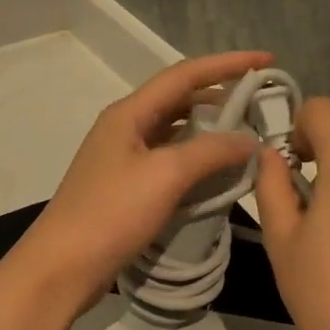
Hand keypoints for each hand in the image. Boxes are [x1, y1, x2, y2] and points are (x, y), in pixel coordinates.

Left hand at [7, 52, 271, 318]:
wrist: (61, 268)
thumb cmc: (110, 214)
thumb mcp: (165, 175)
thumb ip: (210, 151)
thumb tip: (249, 139)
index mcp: (128, 113)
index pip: (184, 75)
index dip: (227, 64)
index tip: (267, 61)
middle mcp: (125, 128)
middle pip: (179, 100)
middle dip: (221, 98)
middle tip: (261, 107)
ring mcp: (123, 159)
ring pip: (175, 132)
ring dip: (210, 130)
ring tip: (246, 138)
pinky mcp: (125, 188)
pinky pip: (169, 161)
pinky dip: (196, 161)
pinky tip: (217, 173)